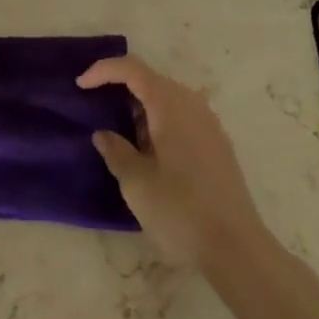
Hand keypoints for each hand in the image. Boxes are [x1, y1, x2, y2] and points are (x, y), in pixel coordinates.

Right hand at [78, 55, 267, 269]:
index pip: (131, 68)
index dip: (103, 70)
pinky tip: (152, 154)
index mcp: (169, 104)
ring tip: (124, 139)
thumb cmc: (180, 210)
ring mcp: (209, 123)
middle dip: (121, 90)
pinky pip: (182, 117)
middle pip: (150, 80)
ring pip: (167, 100)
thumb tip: (104, 134)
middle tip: (98, 112)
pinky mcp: (217, 144)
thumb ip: (116, 151)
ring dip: (141, 110)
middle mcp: (192, 103)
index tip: (80, 86)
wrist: (237, 249)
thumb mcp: (136, 183)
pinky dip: (160, 123)